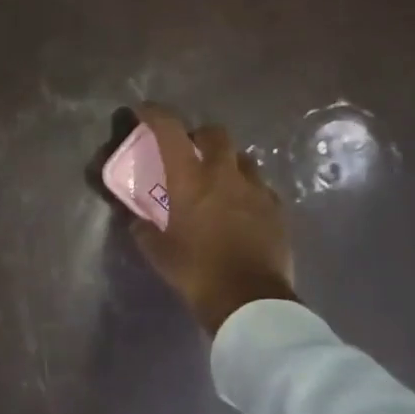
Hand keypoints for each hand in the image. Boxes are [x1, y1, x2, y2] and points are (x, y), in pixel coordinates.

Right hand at [130, 102, 295, 336]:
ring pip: (242, 159)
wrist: (251, 302)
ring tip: (218, 182)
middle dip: (200, 136)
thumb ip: (144, 229)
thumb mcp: (159, 253)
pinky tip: (241, 209)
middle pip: (215, 134)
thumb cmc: (197, 273)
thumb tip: (137, 220)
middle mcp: (225, 174)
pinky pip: (260, 187)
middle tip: (190, 152)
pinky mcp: (277, 209)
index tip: (145, 111)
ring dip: (227, 162)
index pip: (171, 131)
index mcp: (191, 180)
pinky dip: (247, 189)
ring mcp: (256, 190)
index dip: (156, 115)